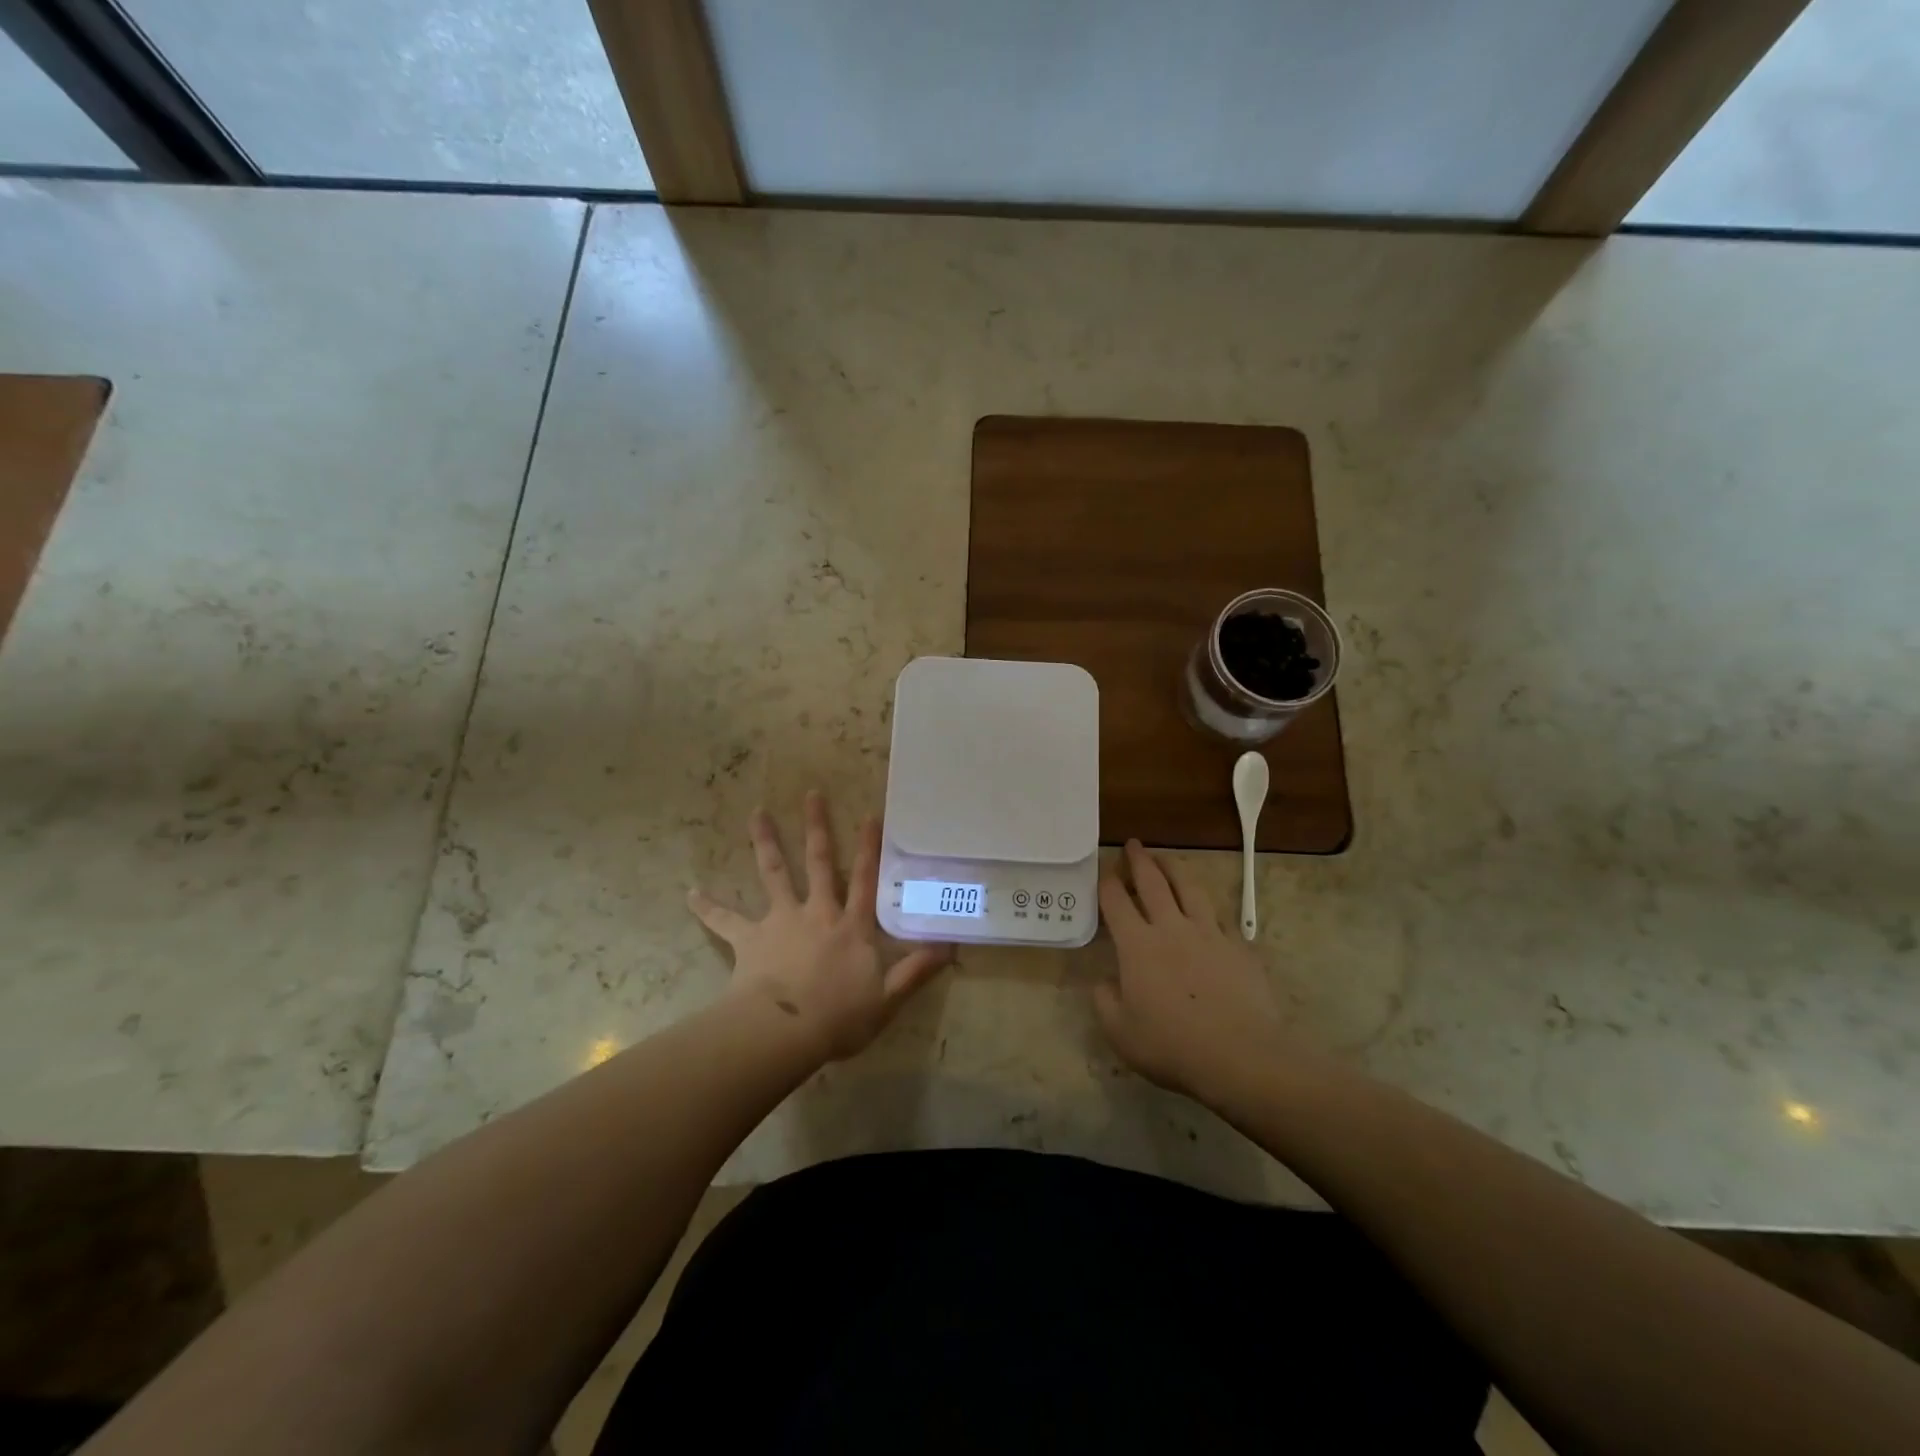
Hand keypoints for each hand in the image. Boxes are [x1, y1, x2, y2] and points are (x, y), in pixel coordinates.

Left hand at [689, 791, 950, 1063]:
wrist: (785, 1032)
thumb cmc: (839, 1017)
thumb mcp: (887, 998)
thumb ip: (917, 970)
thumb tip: (951, 946)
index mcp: (850, 926)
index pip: (864, 880)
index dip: (870, 848)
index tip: (871, 814)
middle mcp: (817, 913)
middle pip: (817, 862)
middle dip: (816, 827)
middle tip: (811, 793)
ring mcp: (781, 921)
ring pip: (773, 874)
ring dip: (765, 843)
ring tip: (755, 813)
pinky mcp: (750, 939)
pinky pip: (725, 921)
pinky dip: (708, 907)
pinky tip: (690, 893)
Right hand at [1094, 840, 1288, 1105]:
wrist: (1241, 1056)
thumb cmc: (1173, 1046)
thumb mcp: (1121, 1033)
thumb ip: (1105, 1002)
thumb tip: (1104, 982)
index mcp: (1137, 945)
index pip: (1116, 902)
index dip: (1107, 882)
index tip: (1104, 871)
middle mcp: (1171, 928)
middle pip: (1153, 882)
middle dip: (1140, 860)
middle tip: (1133, 844)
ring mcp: (1209, 933)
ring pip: (1189, 888)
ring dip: (1174, 868)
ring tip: (1166, 859)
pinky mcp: (1238, 946)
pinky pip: (1220, 917)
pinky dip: (1207, 907)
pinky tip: (1207, 910)